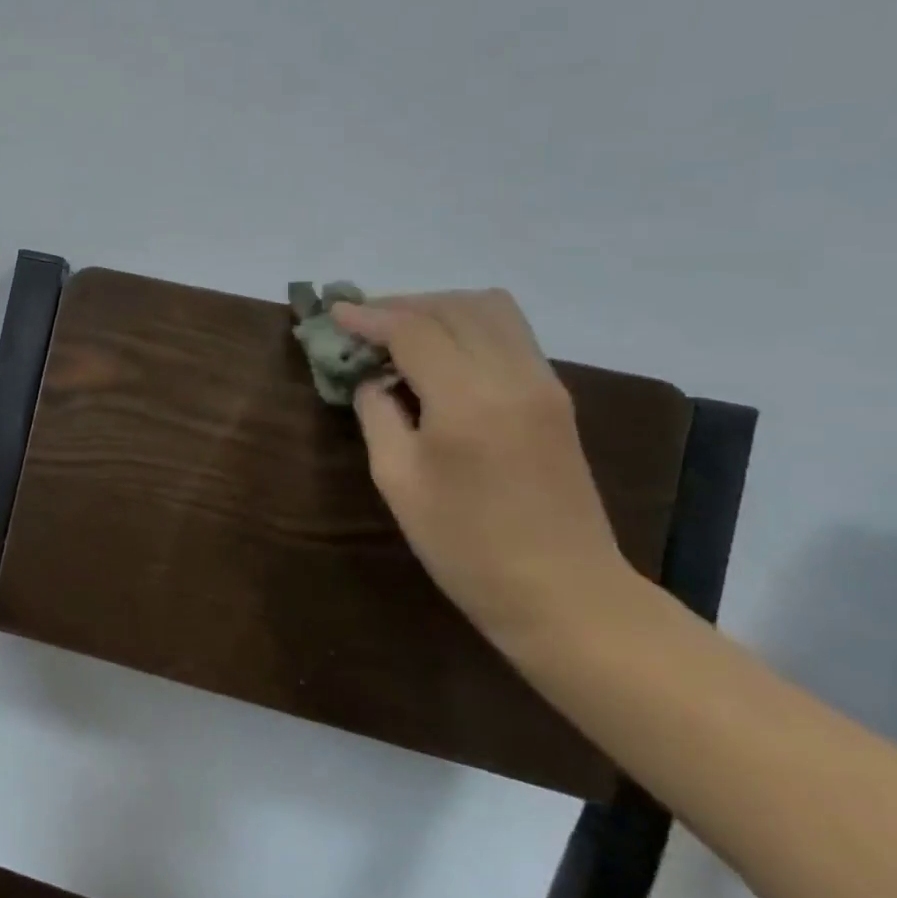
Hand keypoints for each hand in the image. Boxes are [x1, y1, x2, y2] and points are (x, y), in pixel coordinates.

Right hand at [330, 291, 632, 638]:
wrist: (562, 592)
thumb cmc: (464, 544)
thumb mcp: (397, 480)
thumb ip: (377, 415)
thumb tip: (371, 379)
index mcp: (469, 400)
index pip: (413, 329)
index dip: (368, 316)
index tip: (334, 313)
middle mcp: (513, 376)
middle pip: (454, 306)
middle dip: (401, 305)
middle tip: (362, 325)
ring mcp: (543, 383)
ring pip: (490, 309)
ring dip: (438, 308)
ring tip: (400, 333)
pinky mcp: (555, 397)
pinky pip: (509, 333)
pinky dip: (466, 326)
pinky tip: (439, 355)